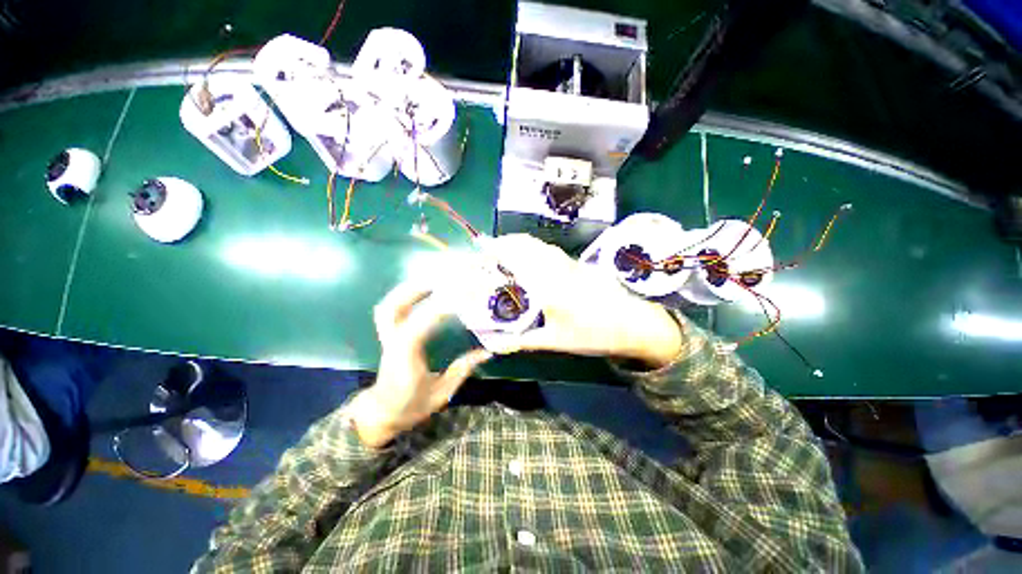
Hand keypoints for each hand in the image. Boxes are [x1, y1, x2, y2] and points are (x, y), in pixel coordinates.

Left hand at [353, 280, 492, 447]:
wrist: (382, 414)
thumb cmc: (411, 406)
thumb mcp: (441, 393)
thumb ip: (463, 369)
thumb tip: (487, 352)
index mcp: (405, 357)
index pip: (418, 326)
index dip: (437, 309)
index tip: (459, 297)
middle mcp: (393, 342)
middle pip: (393, 308)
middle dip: (415, 290)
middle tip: (440, 279)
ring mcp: (388, 337)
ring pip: (389, 306)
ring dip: (408, 289)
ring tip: (431, 280)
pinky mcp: (389, 336)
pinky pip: (391, 310)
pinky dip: (404, 297)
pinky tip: (421, 292)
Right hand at [481, 234, 685, 366]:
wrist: (635, 323)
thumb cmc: (593, 334)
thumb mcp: (554, 340)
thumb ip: (521, 341)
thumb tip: (495, 344)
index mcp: (547, 284)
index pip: (515, 257)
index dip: (495, 249)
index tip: (480, 249)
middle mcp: (556, 266)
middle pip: (524, 243)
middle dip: (503, 243)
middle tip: (488, 253)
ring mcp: (568, 262)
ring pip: (537, 244)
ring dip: (518, 244)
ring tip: (504, 255)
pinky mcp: (577, 263)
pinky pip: (548, 249)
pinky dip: (532, 248)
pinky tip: (529, 261)